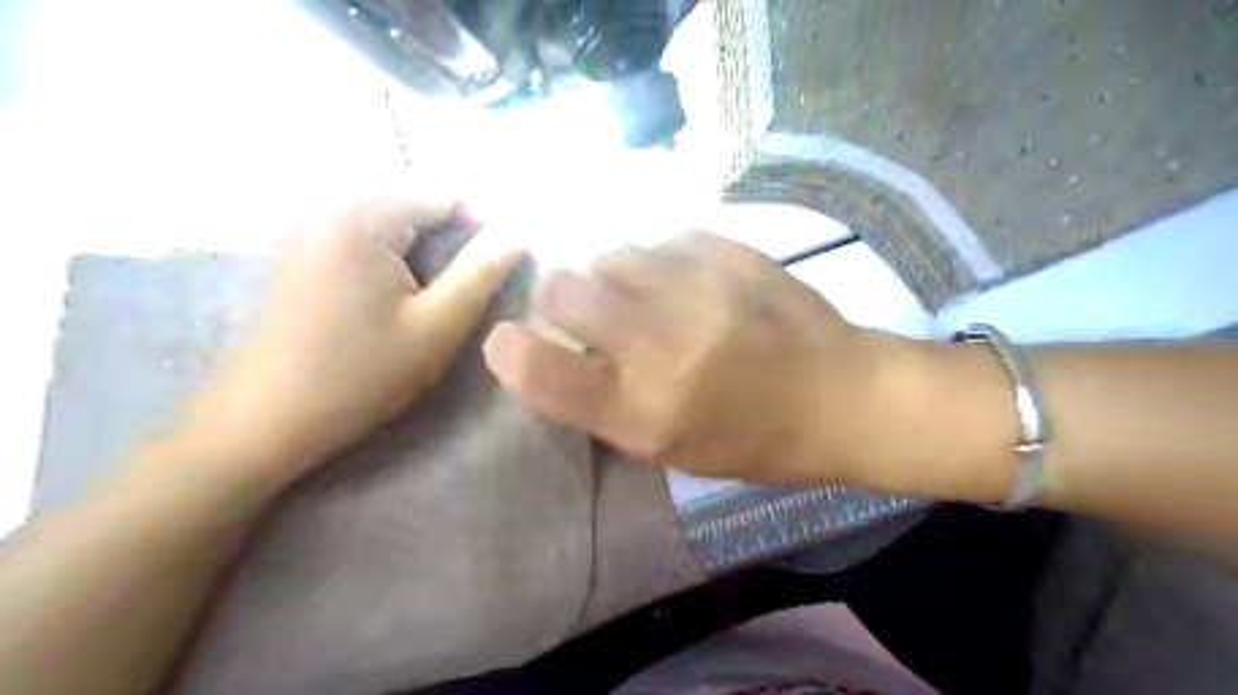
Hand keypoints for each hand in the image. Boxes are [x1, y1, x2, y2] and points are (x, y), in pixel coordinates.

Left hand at [186, 192, 519, 480]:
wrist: (269, 417)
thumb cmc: (362, 374)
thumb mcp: (436, 327)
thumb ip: (480, 274)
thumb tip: (516, 234)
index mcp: (360, 218)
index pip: (440, 195)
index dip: (478, 227)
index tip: (491, 272)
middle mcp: (325, 207)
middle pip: (411, 201)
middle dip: (447, 237)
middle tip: (460, 289)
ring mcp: (304, 226)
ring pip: (386, 217)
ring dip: (419, 246)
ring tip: (429, 294)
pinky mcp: (296, 249)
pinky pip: (358, 231)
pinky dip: (388, 252)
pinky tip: (390, 293)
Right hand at [482, 235, 905, 481]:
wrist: (840, 395)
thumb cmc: (751, 438)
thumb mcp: (667, 448)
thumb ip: (601, 403)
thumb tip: (553, 352)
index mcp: (642, 413)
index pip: (540, 372)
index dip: (510, 351)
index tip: (513, 342)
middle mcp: (659, 345)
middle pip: (561, 288)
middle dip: (559, 298)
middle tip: (587, 312)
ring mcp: (695, 289)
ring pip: (610, 254)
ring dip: (613, 277)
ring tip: (646, 296)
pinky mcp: (727, 251)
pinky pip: (660, 238)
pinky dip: (659, 259)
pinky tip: (686, 281)